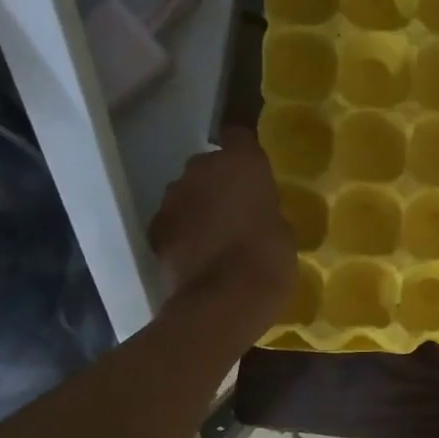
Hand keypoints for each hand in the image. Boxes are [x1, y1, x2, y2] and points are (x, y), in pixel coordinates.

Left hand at [149, 128, 294, 345]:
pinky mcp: (155, 228)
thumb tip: (254, 212)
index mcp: (242, 162)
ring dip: (199, 206)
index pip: (239, 135)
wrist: (222, 302)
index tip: (253, 172)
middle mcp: (201, 169)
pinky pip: (173, 220)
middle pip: (209, 166)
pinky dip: (182, 231)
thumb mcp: (284, 229)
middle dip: (220, 183)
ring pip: (188, 192)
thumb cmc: (268, 260)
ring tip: (216, 236)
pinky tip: (197, 254)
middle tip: (238, 210)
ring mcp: (173, 197)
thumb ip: (265, 209)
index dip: (244, 152)